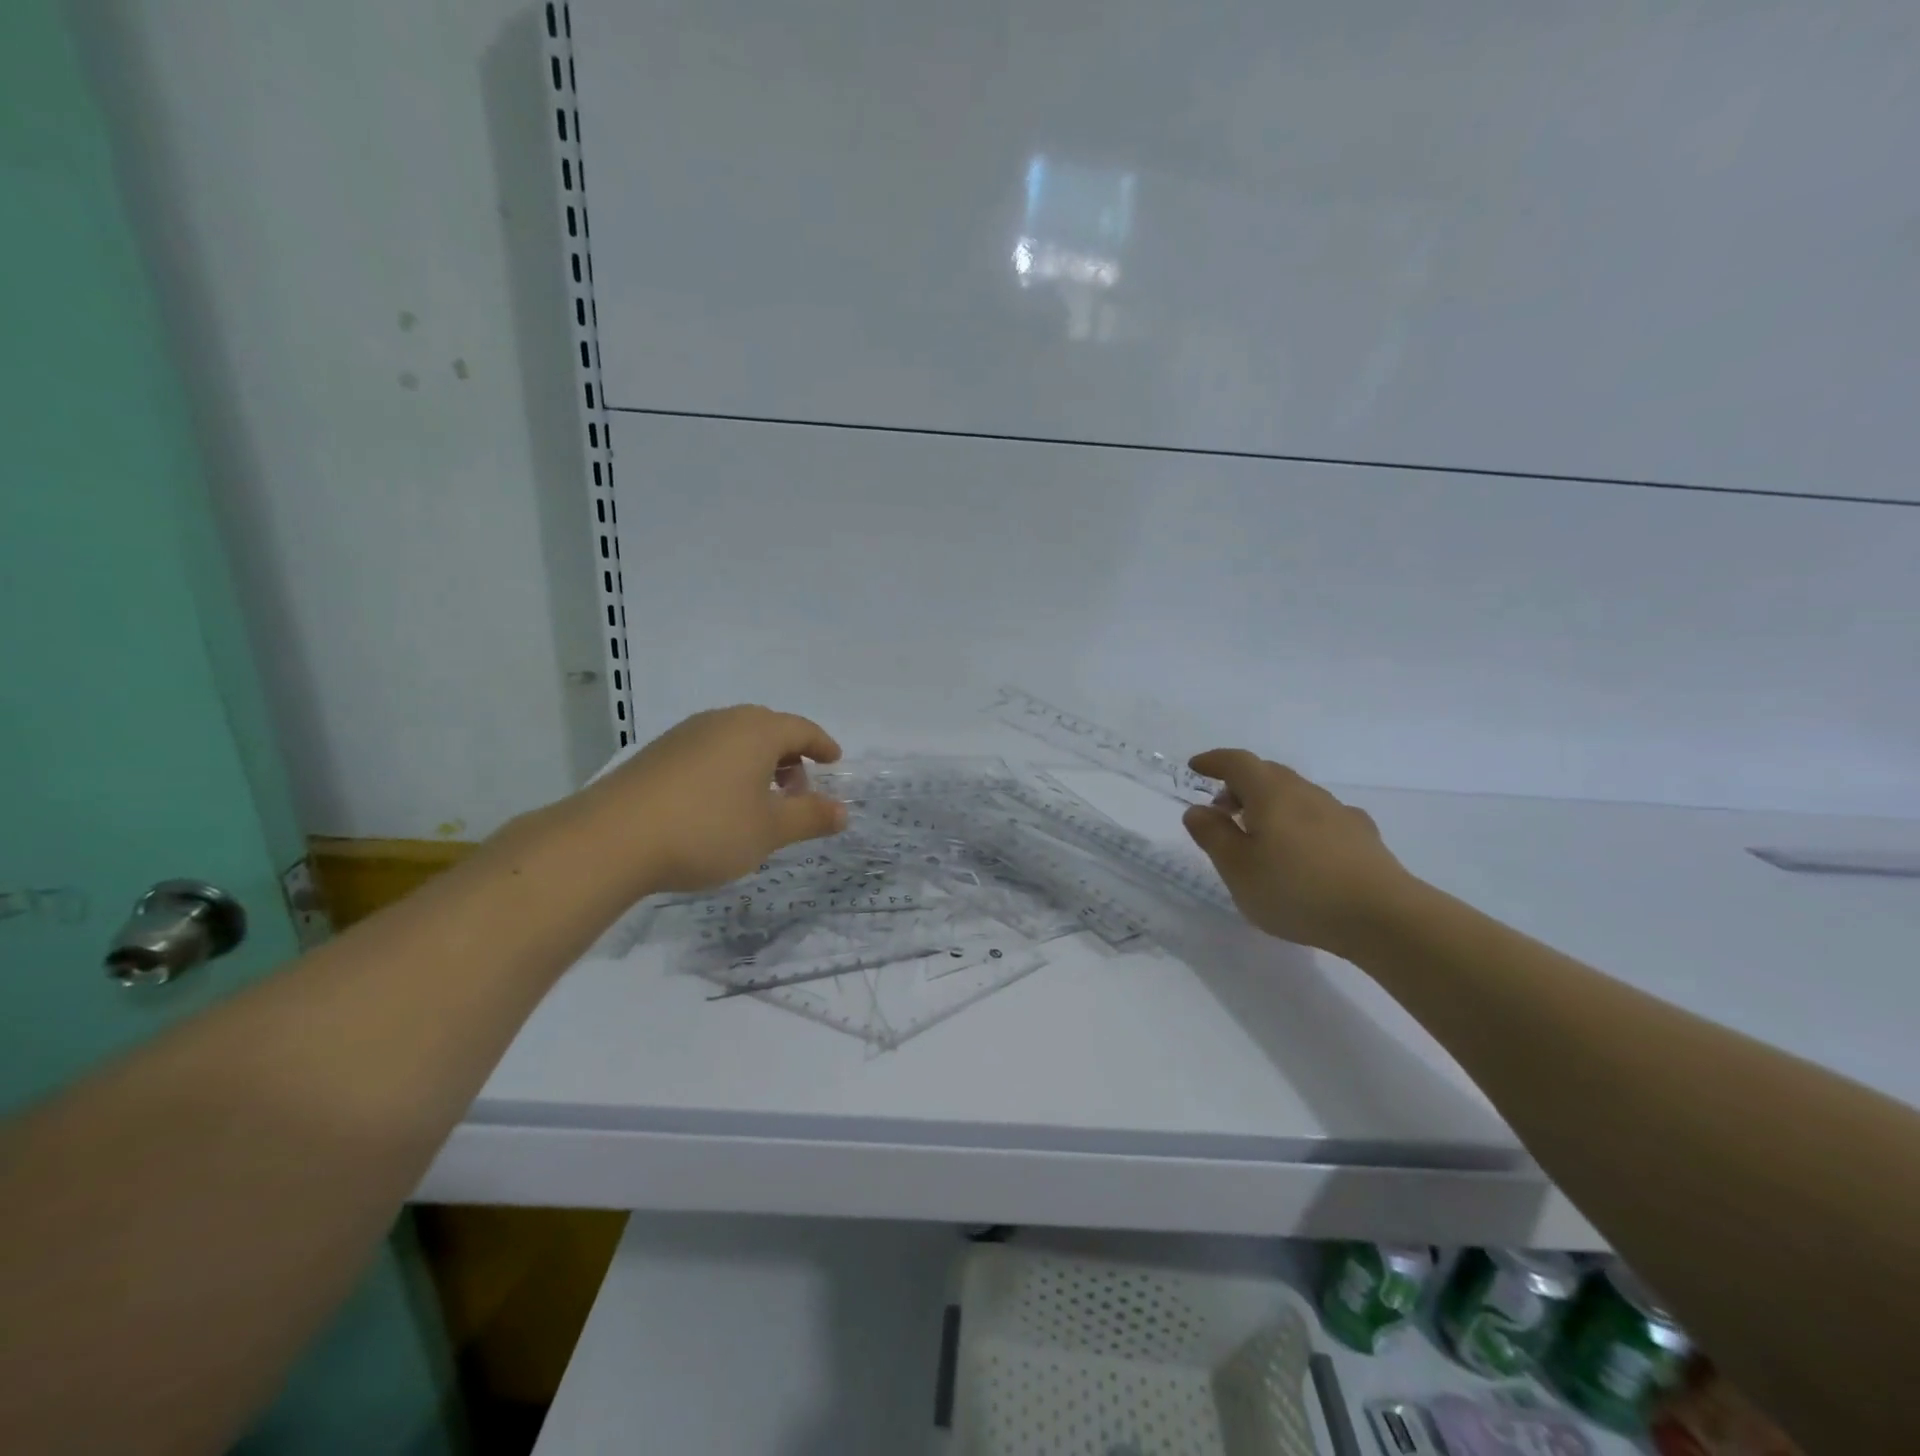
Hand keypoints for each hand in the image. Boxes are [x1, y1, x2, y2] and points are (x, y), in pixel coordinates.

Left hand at [582, 705, 847, 894]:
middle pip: (768, 730)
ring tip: (760, 803)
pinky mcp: (657, 755)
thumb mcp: (769, 830)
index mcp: (756, 731)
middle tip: (798, 791)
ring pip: (735, 741)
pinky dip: (727, 771)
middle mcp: (721, 722)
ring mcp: (685, 735)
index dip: (822, 745)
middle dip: (790, 757)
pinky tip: (718, 805)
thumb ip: (810, 817)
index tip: (834, 761)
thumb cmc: (707, 829)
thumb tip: (844, 811)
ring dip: (757, 765)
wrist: (612, 839)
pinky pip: (708, 753)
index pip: (801, 729)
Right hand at [1181, 750, 1418, 955]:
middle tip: (1222, 810)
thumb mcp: (1237, 868)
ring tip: (1259, 836)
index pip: (1237, 762)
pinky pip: (1321, 817)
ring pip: (1296, 795)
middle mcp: (1305, 792)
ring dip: (1270, 804)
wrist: (1383, 916)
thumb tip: (1197, 810)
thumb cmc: (1296, 890)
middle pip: (1268, 774)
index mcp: (1270, 794)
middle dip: (1240, 785)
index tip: (1196, 767)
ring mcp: (1338, 812)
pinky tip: (1303, 850)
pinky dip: (1300, 823)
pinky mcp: (1362, 836)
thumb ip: (1213, 835)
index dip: (1214, 761)